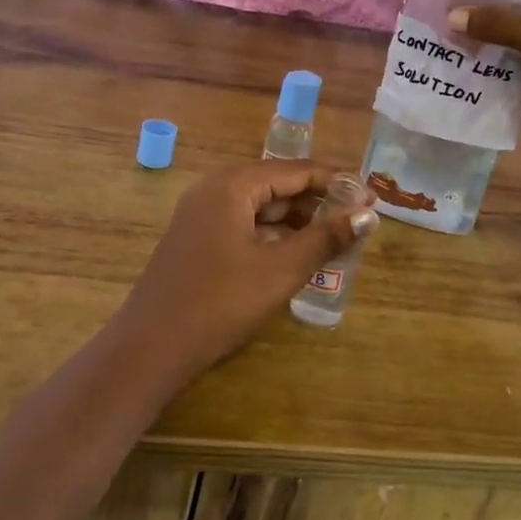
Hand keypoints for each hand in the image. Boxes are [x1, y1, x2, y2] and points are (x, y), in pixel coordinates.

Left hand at [112, 162, 377, 386]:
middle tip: (356, 220)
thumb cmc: (220, 303)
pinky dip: (272, 235)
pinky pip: (243, 224)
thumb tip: (367, 215)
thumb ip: (325, 238)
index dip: (335, 181)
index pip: (295, 170)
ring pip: (260, 207)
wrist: (150, 348)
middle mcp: (214, 189)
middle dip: (317, 201)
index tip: (370, 197)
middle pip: (276, 184)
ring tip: (334, 238)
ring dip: (296, 220)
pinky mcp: (197, 239)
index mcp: (232, 185)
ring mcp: (201, 215)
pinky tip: (296, 253)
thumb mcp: (280, 270)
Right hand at [450, 0, 520, 165]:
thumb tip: (451, 16)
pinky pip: (481, 78)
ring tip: (424, 30)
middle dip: (469, 4)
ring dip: (461, 39)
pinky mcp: (512, 91)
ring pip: (486, 43)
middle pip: (499, 9)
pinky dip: (461, 73)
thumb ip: (502, 24)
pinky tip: (434, 66)